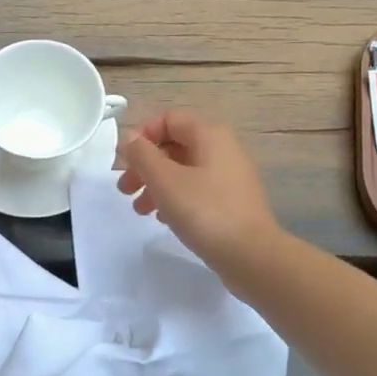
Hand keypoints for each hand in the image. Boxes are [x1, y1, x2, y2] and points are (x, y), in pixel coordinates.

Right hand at [116, 109, 278, 273]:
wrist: (252, 256)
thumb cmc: (204, 211)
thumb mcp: (165, 180)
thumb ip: (142, 154)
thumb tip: (128, 136)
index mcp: (209, 134)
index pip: (168, 119)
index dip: (142, 135)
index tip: (125, 162)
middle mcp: (222, 148)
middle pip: (174, 145)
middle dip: (145, 165)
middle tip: (124, 189)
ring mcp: (229, 176)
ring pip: (183, 170)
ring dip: (156, 184)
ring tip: (139, 209)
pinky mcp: (231, 201)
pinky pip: (196, 189)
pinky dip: (175, 198)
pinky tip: (162, 219)